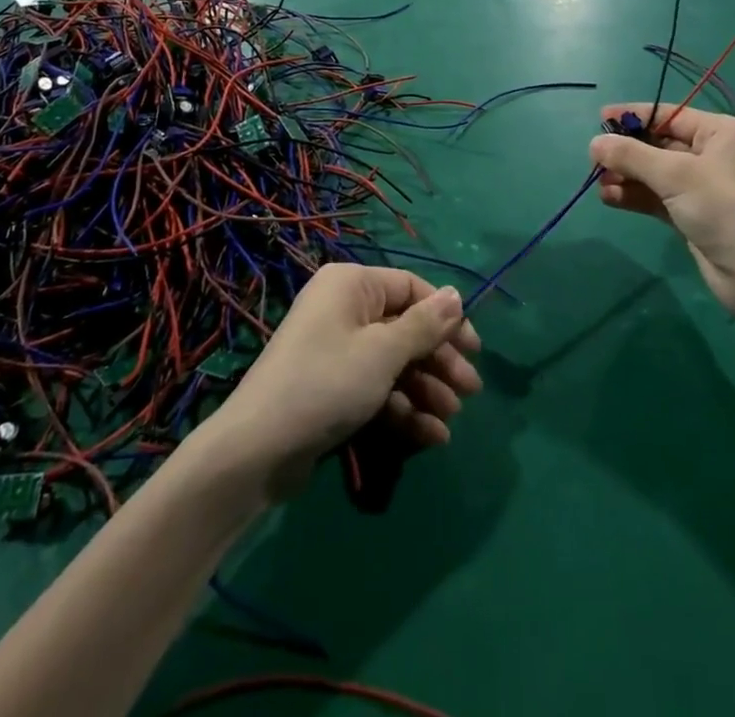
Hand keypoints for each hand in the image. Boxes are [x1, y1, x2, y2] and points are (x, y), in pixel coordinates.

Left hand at [200, 264, 480, 499]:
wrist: (258, 450)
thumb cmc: (327, 382)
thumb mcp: (383, 352)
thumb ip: (425, 325)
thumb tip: (457, 294)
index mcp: (352, 285)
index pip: (411, 288)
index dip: (446, 317)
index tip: (475, 350)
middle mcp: (344, 309)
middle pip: (405, 327)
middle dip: (439, 361)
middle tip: (471, 392)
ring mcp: (336, 350)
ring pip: (394, 362)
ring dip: (425, 390)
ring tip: (450, 421)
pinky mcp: (332, 388)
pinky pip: (376, 388)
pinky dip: (402, 409)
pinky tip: (430, 437)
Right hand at [590, 102, 734, 312]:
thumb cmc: (724, 208)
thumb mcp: (675, 175)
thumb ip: (631, 155)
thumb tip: (594, 143)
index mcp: (721, 133)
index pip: (670, 115)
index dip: (634, 116)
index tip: (600, 119)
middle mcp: (713, 154)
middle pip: (659, 144)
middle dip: (626, 151)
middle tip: (594, 159)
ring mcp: (703, 187)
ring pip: (655, 173)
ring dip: (626, 176)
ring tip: (598, 181)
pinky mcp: (693, 214)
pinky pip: (657, 197)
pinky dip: (634, 196)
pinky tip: (609, 198)